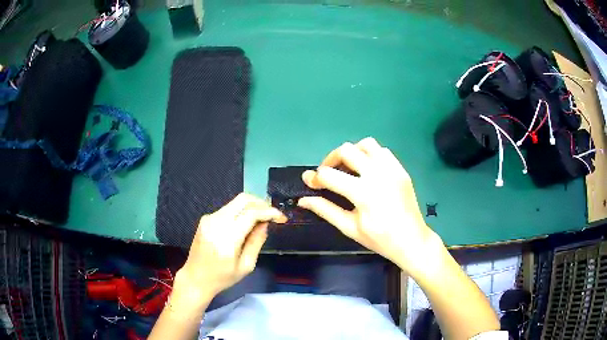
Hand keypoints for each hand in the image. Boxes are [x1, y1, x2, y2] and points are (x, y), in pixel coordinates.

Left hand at [176, 193, 286, 304]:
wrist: (195, 278)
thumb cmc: (222, 278)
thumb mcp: (246, 266)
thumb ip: (256, 242)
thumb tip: (265, 224)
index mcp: (227, 237)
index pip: (251, 213)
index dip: (269, 212)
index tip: (281, 218)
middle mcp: (217, 222)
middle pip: (243, 199)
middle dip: (261, 203)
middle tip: (272, 214)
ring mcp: (209, 218)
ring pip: (235, 202)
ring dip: (251, 207)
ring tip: (261, 221)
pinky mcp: (206, 219)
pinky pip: (228, 209)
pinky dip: (240, 212)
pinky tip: (245, 225)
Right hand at [298, 137, 438, 273]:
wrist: (412, 240)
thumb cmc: (379, 239)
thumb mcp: (349, 228)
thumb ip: (325, 209)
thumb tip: (303, 199)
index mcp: (363, 193)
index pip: (329, 175)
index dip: (315, 178)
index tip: (310, 183)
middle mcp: (378, 174)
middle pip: (346, 150)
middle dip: (330, 159)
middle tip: (328, 174)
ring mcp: (392, 169)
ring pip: (366, 144)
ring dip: (352, 152)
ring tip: (348, 168)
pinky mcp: (401, 169)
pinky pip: (382, 151)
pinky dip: (370, 154)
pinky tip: (367, 170)